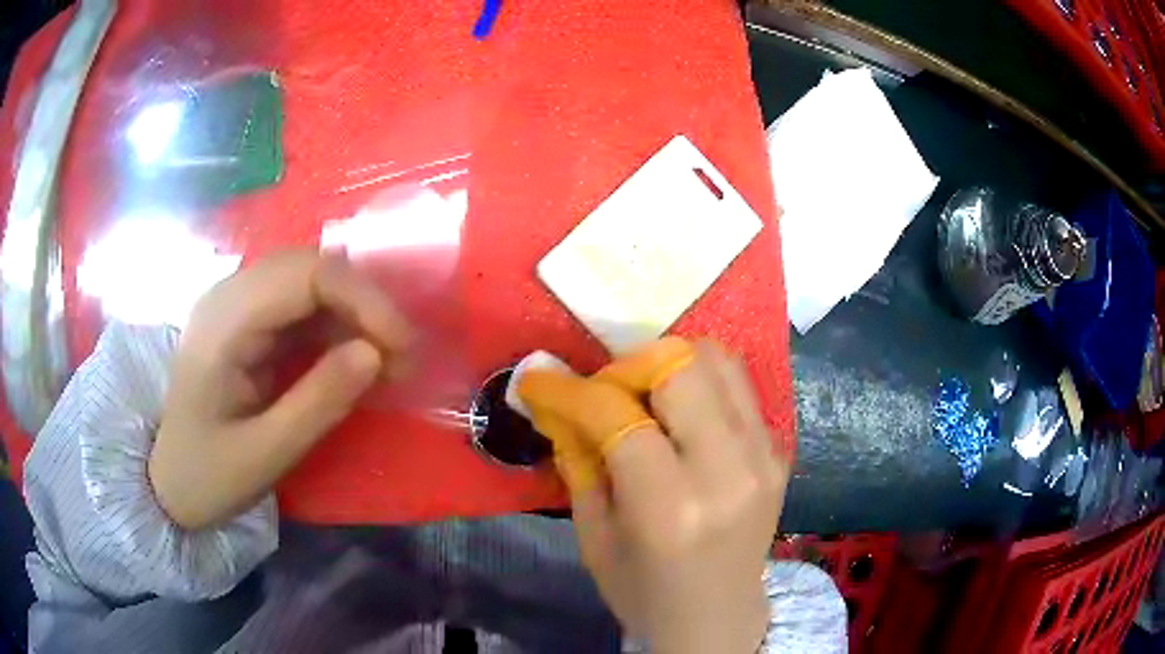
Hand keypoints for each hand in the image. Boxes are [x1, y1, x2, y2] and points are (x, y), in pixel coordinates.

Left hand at [149, 251, 410, 529]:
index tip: (402, 348)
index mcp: (224, 322)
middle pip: (311, 266)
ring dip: (353, 312)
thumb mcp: (266, 453)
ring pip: (310, 280)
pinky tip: (354, 358)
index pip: (306, 275)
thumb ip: (319, 401)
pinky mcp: (246, 320)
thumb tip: (376, 353)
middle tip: (400, 357)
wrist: (167, 481)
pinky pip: (300, 304)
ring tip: (385, 361)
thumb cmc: (207, 474)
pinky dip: (336, 325)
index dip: (364, 300)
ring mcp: (236, 304)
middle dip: (365, 303)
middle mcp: (229, 295)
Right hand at [518, 338, 788, 653]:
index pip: (619, 415)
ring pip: (718, 360)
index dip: (571, 389)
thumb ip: (578, 460)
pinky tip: (681, 417)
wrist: (718, 620)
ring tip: (644, 398)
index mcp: (670, 508)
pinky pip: (739, 387)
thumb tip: (554, 398)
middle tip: (606, 393)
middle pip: (680, 367)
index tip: (539, 380)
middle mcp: (727, 471)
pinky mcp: (780, 452)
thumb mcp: (594, 537)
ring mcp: (764, 456)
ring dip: (670, 365)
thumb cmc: (645, 592)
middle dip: (629, 366)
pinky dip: (703, 384)